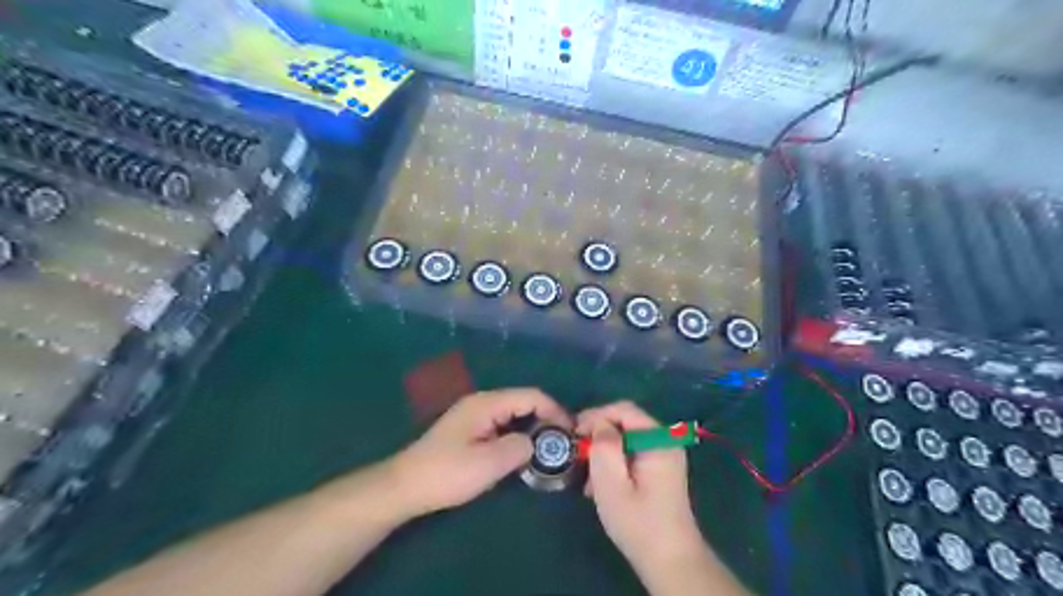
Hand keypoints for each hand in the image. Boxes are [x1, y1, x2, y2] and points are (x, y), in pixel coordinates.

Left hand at [389, 388, 571, 518]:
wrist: (405, 486)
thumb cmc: (446, 473)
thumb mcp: (488, 463)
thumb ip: (519, 447)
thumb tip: (534, 443)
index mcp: (487, 404)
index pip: (531, 396)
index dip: (554, 410)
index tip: (570, 432)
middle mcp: (482, 403)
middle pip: (523, 402)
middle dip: (545, 418)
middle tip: (562, 443)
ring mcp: (474, 415)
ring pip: (513, 414)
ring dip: (532, 428)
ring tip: (547, 450)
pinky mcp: (470, 430)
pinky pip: (502, 425)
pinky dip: (517, 435)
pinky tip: (522, 453)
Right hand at [572, 403, 703, 575]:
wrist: (669, 560)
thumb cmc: (637, 522)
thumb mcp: (611, 482)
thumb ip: (603, 445)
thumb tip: (598, 424)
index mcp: (658, 440)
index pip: (624, 409)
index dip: (596, 415)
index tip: (574, 432)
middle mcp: (665, 441)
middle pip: (626, 422)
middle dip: (599, 435)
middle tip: (578, 453)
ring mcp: (665, 455)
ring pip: (626, 438)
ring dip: (605, 451)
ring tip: (588, 476)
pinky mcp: (660, 469)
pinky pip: (632, 452)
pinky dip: (615, 462)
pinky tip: (601, 485)